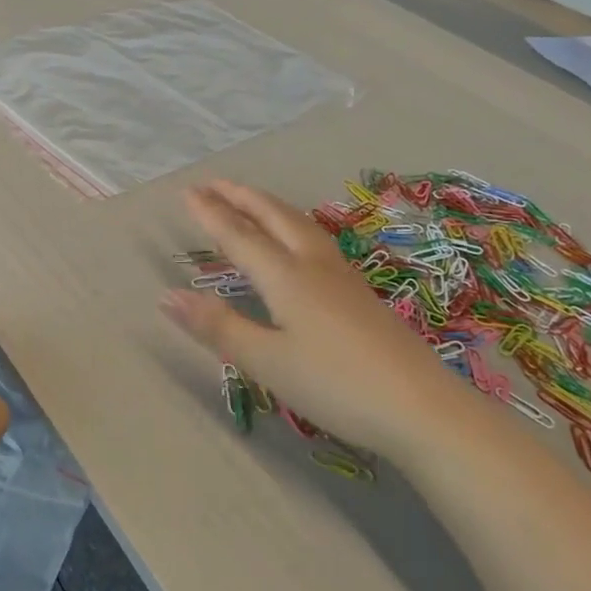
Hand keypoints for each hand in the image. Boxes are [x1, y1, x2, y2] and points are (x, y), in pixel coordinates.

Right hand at [159, 180, 473, 464]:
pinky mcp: (361, 291)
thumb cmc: (336, 385)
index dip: (211, 214)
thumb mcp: (267, 362)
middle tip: (212, 183)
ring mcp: (342, 275)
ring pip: (299, 223)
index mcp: (286, 277)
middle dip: (240, 197)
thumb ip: (218, 326)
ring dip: (268, 205)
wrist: (422, 407)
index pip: (239, 236)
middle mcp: (313, 264)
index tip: (186, 192)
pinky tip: (298, 237)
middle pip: (273, 216)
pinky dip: (291, 222)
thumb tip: (167, 296)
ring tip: (250, 199)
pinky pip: (315, 237)